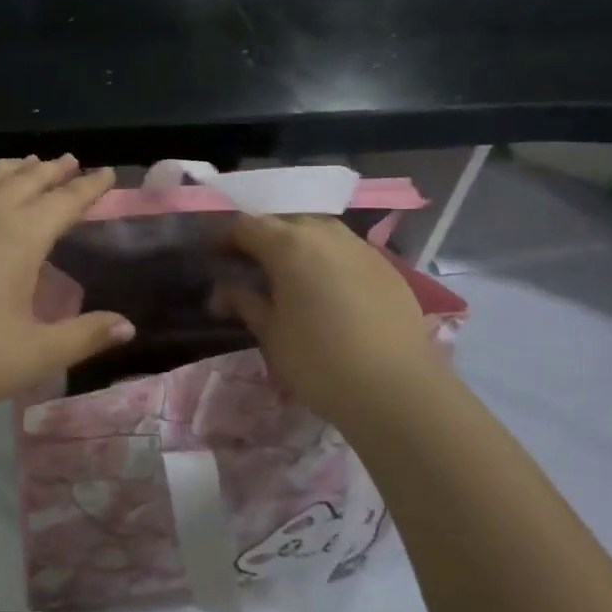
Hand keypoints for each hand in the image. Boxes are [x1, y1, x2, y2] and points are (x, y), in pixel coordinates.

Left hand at [0, 156, 133, 424]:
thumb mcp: (38, 353)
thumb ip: (86, 336)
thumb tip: (128, 326)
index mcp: (21, 237)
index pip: (65, 201)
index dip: (89, 187)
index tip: (106, 173)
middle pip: (25, 181)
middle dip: (52, 170)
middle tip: (70, 162)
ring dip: (10, 168)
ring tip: (25, 163)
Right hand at [214, 215, 456, 423]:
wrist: (398, 389)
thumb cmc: (319, 361)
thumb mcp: (271, 334)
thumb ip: (245, 302)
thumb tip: (224, 291)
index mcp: (289, 243)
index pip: (245, 225)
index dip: (224, 238)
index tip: (213, 256)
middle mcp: (324, 233)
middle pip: (283, 222)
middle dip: (262, 238)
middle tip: (248, 266)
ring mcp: (360, 247)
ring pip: (318, 231)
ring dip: (297, 245)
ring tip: (288, 275)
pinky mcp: (386, 266)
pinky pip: (345, 250)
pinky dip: (327, 260)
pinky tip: (326, 288)